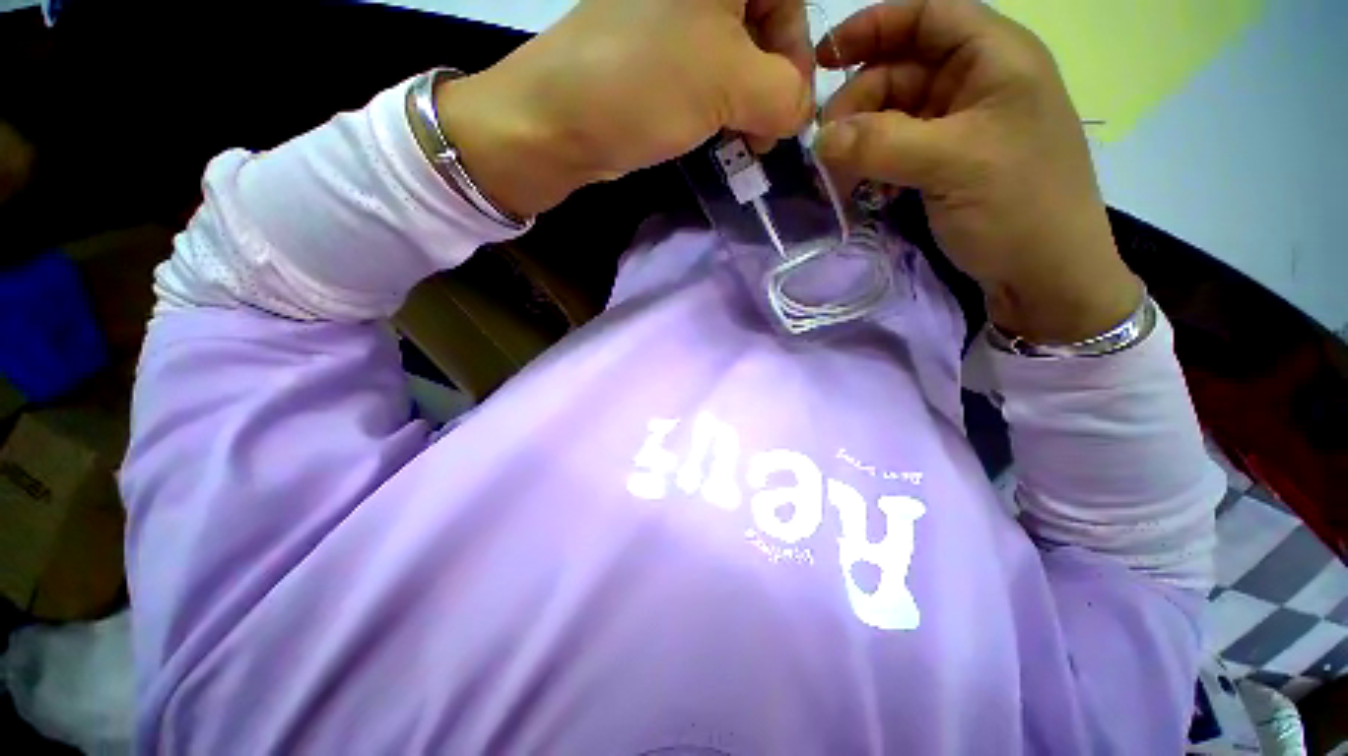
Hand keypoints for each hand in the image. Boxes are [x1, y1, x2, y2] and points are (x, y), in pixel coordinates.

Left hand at [433, 0, 814, 218]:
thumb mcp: (730, 85)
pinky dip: (722, 105)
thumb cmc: (646, 86)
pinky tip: (720, 133)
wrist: (560, 120)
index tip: (789, 108)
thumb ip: (786, 95)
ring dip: (748, 102)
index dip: (798, 52)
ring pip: (737, 54)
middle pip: (764, 24)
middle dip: (772, 84)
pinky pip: (707, 72)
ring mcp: (671, 16)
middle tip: (764, 135)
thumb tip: (802, 111)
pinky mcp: (656, 53)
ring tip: (744, 142)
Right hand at [813, 0, 1140, 342]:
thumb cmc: (1018, 206)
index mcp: (995, 57)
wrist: (1045, 274)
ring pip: (894, 114)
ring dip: (860, 139)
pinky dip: (873, 163)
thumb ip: (881, 144)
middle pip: (901, 69)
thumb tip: (818, 139)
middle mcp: (977, 82)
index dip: (873, 26)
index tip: (823, 57)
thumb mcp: (951, 164)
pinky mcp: (945, 163)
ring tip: (838, 175)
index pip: (927, 15)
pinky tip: (860, 186)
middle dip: (858, 101)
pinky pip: (897, 149)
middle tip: (826, 146)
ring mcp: (960, 126)